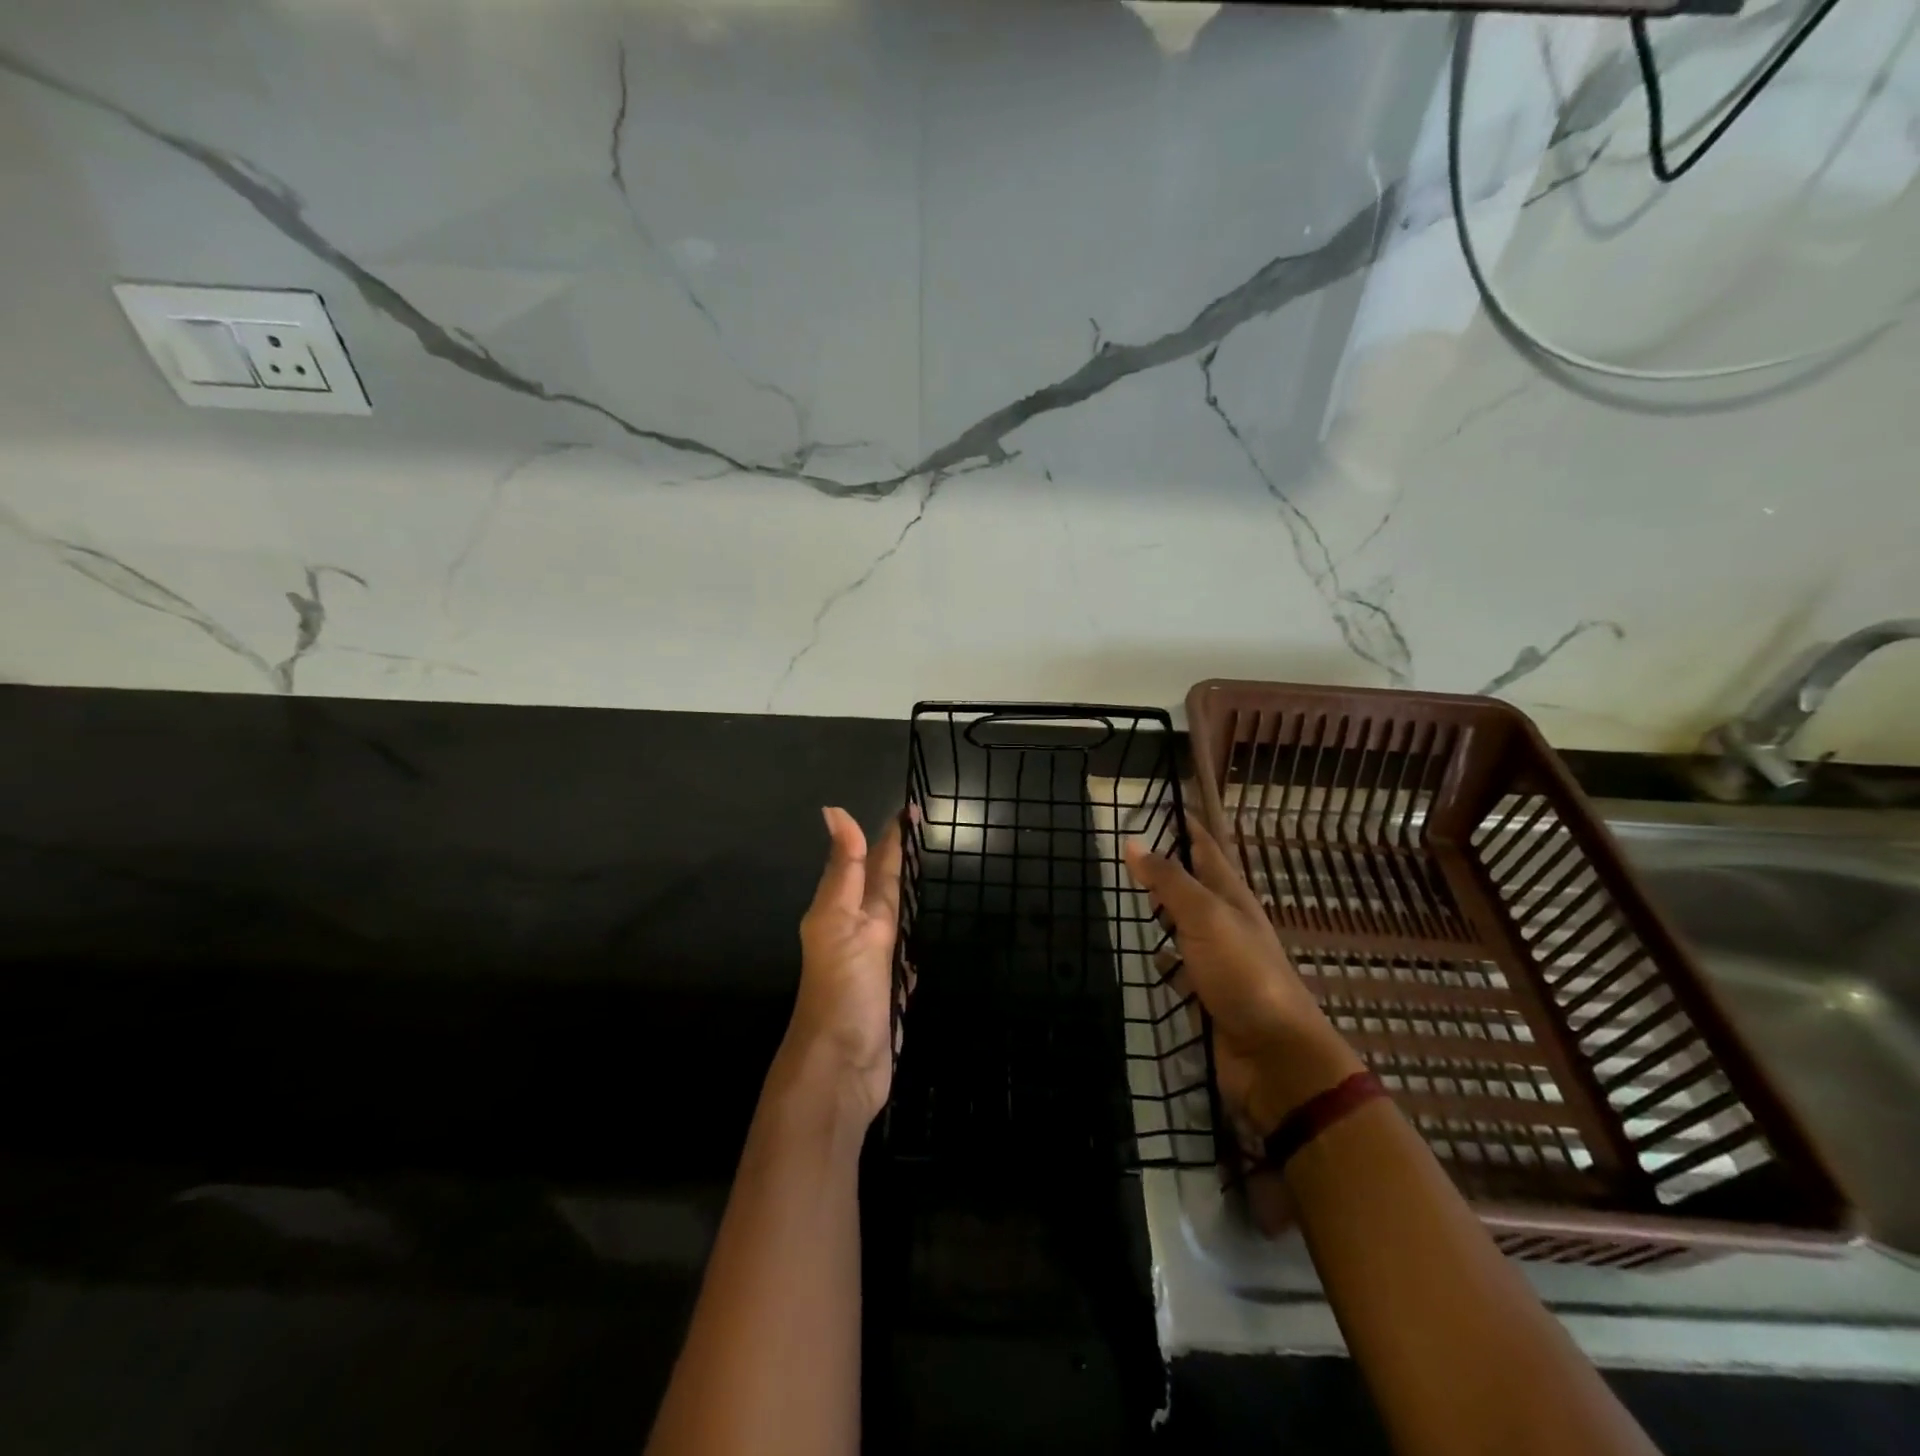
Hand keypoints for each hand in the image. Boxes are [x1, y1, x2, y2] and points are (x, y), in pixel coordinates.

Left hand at [784, 806, 904, 1124]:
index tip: (913, 804)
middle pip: (884, 886)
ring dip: (906, 897)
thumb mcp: (840, 920)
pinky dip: (912, 946)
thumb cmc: (842, 988)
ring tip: (926, 875)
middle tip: (926, 831)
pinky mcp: (891, 992)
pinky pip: (905, 959)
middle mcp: (860, 930)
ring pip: (894, 919)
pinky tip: (919, 942)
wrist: (841, 1068)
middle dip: (901, 858)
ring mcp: (876, 963)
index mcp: (847, 909)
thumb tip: (833, 809)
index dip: (891, 834)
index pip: (873, 860)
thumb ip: (845, 868)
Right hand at [1125, 823, 1363, 1141]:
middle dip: (1166, 866)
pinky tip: (1147, 958)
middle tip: (1126, 851)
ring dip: (1163, 911)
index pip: (1206, 849)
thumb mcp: (1205, 917)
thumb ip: (1169, 881)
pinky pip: (1180, 967)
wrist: (1274, 1055)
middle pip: (1194, 885)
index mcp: (1231, 897)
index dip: (1185, 826)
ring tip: (1127, 897)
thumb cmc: (1243, 974)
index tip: (1156, 805)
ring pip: (1185, 925)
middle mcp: (1226, 923)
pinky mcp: (1208, 993)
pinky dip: (1164, 958)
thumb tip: (1132, 842)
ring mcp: (1218, 960)